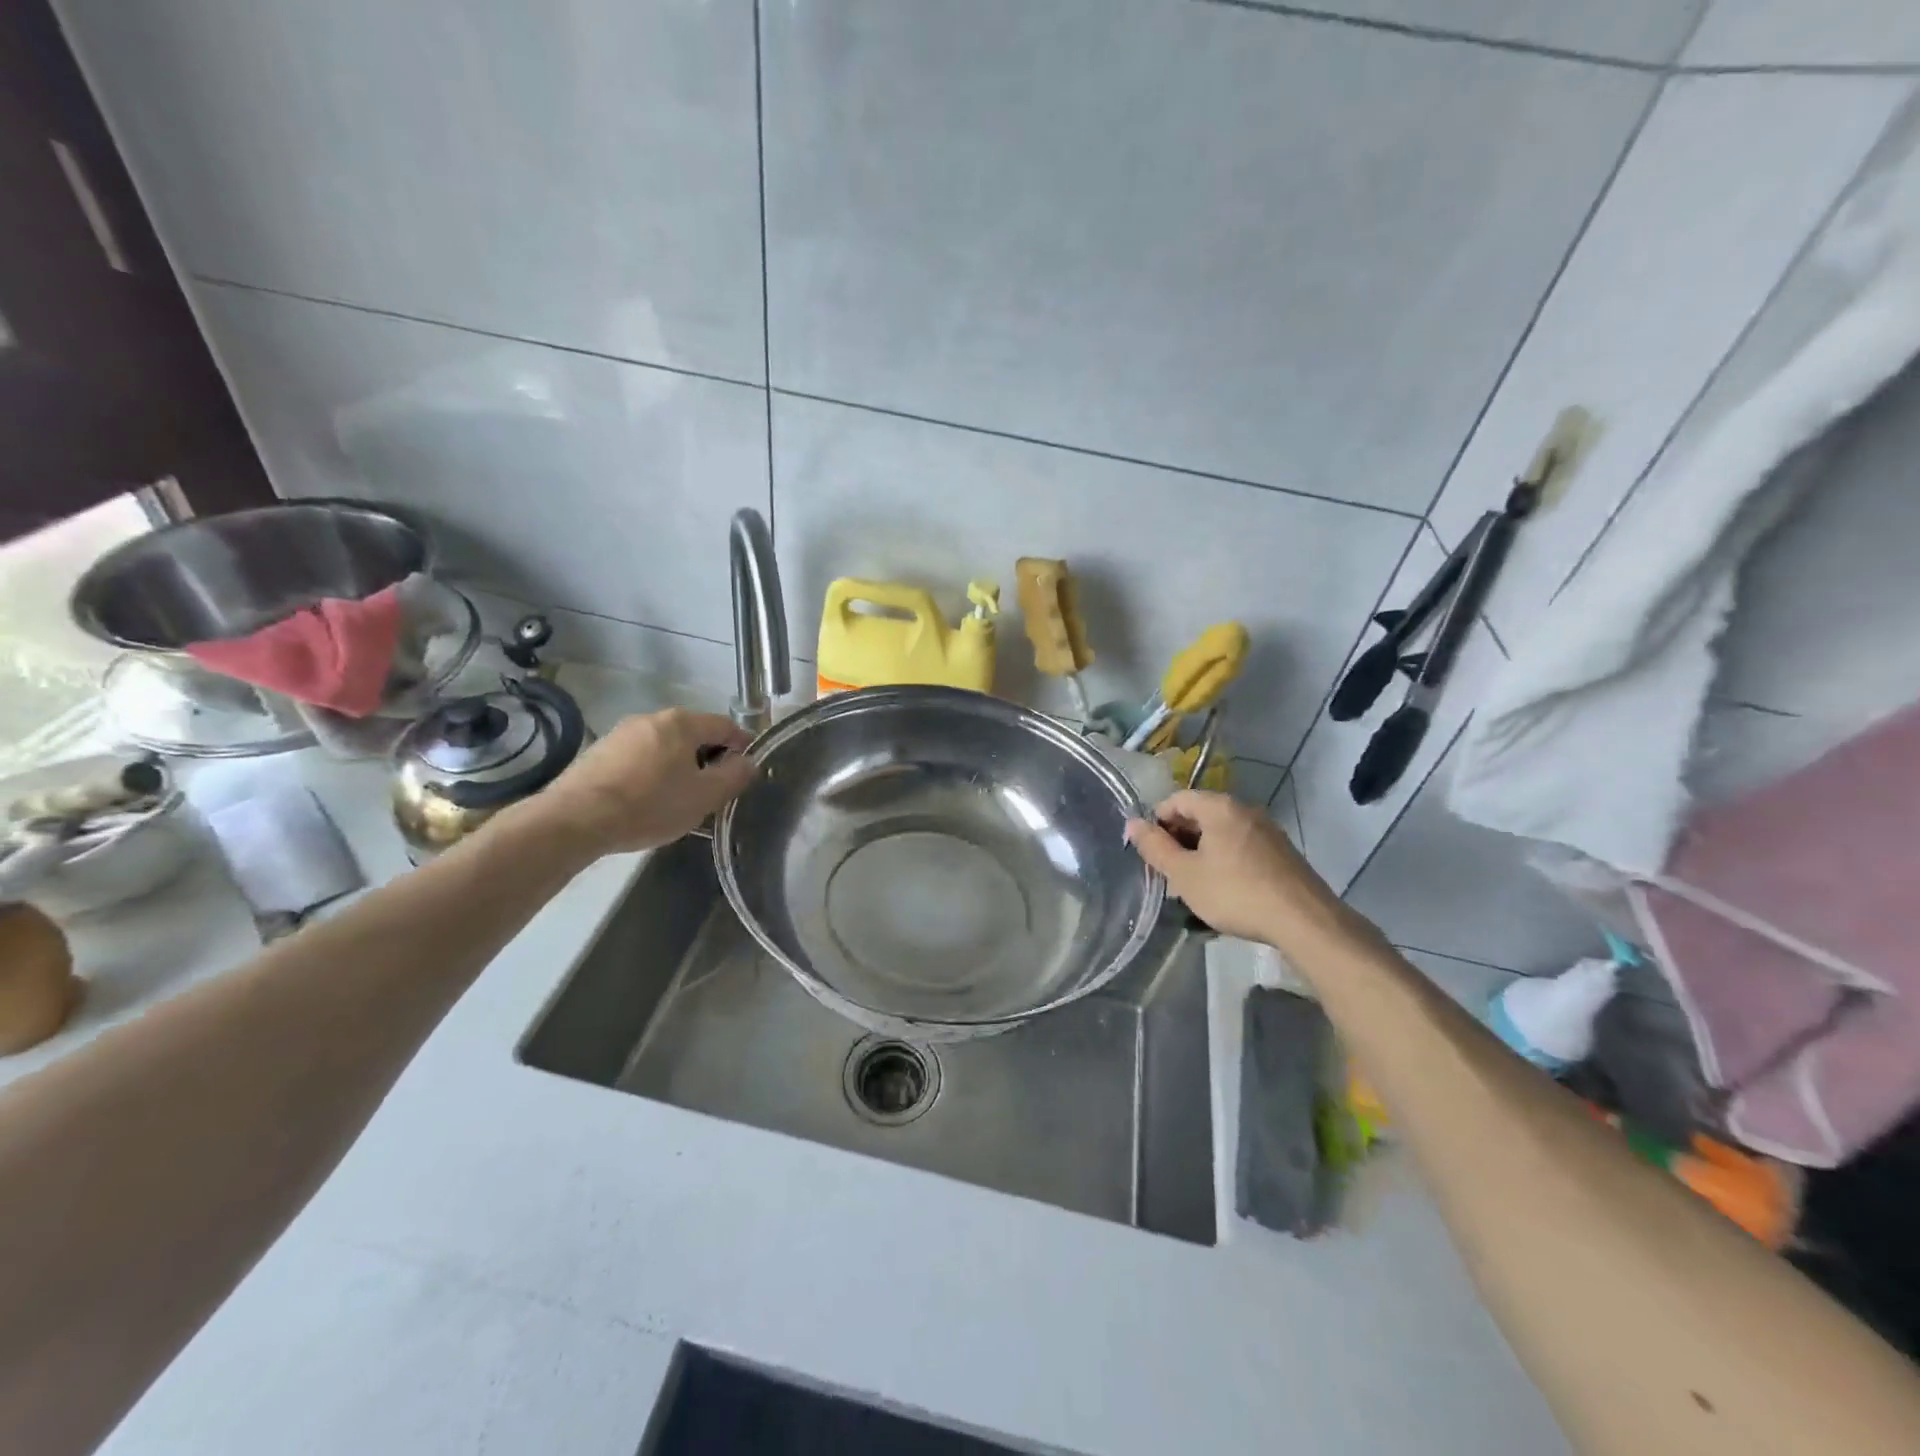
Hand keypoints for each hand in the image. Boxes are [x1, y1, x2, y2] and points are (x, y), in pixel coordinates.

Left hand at [528, 708, 754, 858]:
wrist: (575, 820)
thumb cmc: (650, 805)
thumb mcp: (704, 796)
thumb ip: (734, 776)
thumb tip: (749, 762)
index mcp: (682, 722)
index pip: (725, 725)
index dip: (742, 745)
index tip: (747, 769)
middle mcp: (651, 718)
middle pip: (693, 734)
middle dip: (709, 757)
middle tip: (714, 789)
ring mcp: (621, 733)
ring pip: (665, 746)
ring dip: (678, 766)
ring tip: (680, 798)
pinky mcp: (599, 752)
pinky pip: (639, 757)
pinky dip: (652, 772)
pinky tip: (647, 799)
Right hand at [1124, 790, 1346, 948]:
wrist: (1303, 921)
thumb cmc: (1235, 893)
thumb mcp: (1185, 874)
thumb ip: (1155, 847)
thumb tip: (1132, 823)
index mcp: (1220, 807)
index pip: (1177, 799)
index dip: (1157, 822)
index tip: (1150, 851)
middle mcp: (1245, 810)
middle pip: (1200, 814)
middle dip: (1179, 839)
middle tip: (1168, 870)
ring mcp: (1267, 830)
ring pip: (1221, 833)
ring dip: (1200, 852)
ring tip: (1192, 884)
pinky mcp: (1281, 852)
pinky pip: (1241, 846)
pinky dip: (1224, 859)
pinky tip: (1223, 889)